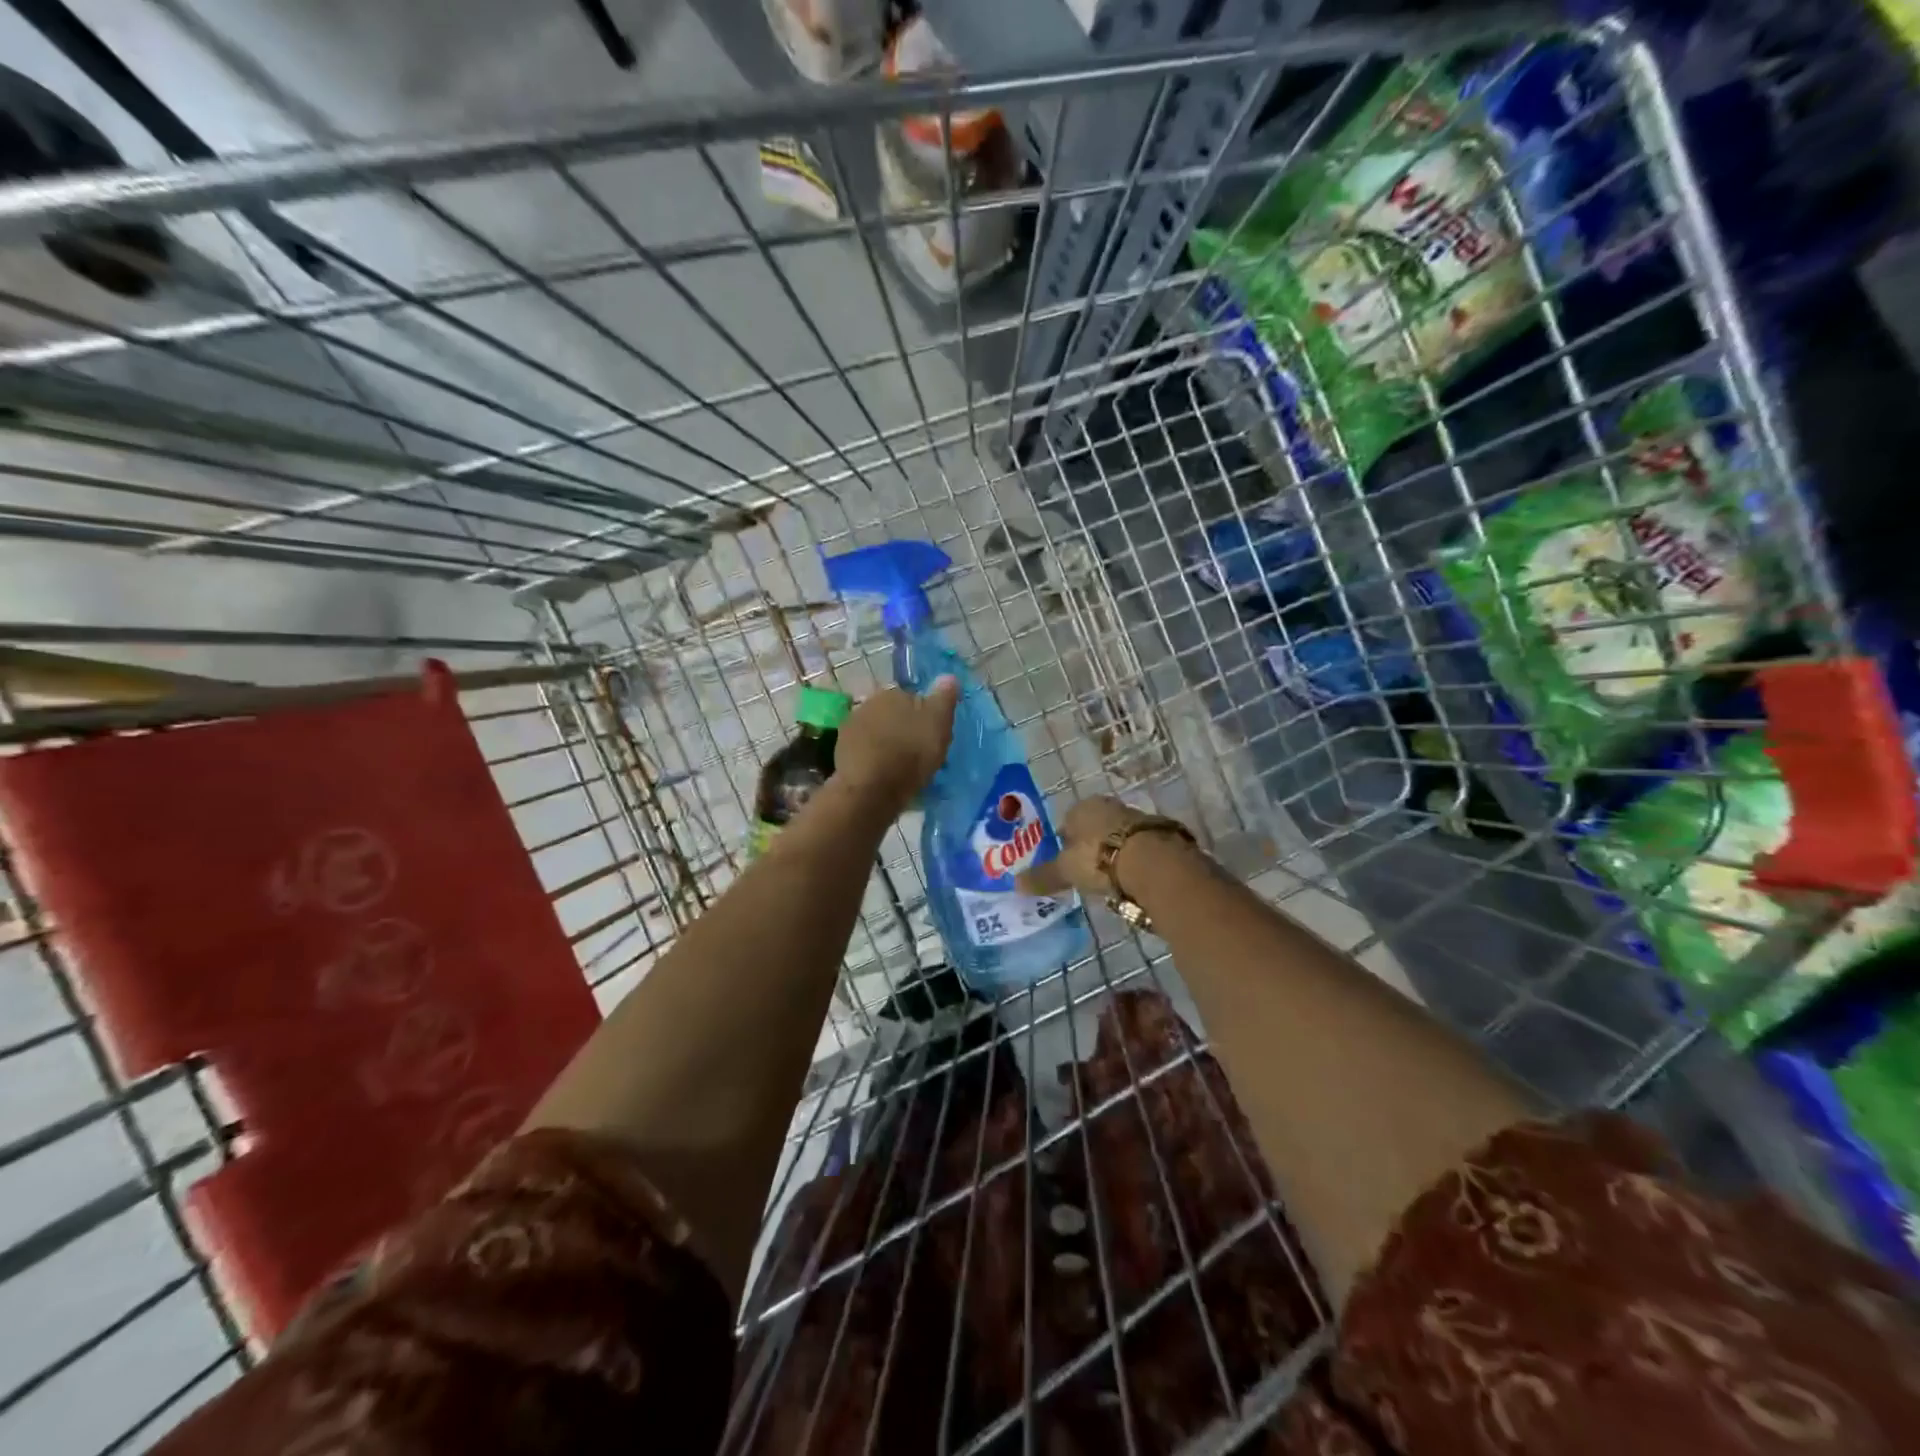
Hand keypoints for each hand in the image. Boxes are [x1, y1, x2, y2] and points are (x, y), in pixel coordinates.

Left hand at [835, 678, 959, 813]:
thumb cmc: (911, 753)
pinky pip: (864, 751)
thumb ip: (944, 699)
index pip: (912, 698)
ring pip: (877, 732)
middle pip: (892, 714)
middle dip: (902, 728)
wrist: (871, 789)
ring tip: (899, 767)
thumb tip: (949, 677)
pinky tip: (882, 775)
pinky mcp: (840, 752)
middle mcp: (867, 703)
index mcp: (892, 692)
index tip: (931, 736)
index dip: (923, 717)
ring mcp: (850, 728)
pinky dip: (872, 759)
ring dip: (886, 744)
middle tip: (917, 752)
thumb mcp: (938, 723)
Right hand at [1016, 796, 1197, 899]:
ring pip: (1117, 836)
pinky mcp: (1160, 834)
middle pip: (1094, 827)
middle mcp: (1109, 806)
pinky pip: (1139, 848)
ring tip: (1110, 879)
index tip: (1064, 862)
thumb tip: (1015, 883)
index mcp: (1083, 807)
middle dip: (1089, 846)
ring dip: (1113, 853)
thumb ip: (1043, 876)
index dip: (1063, 842)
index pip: (1067, 821)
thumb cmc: (1098, 859)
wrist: (1153, 862)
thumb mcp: (1066, 870)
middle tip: (1086, 871)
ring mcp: (1137, 818)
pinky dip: (1134, 861)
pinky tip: (1132, 879)